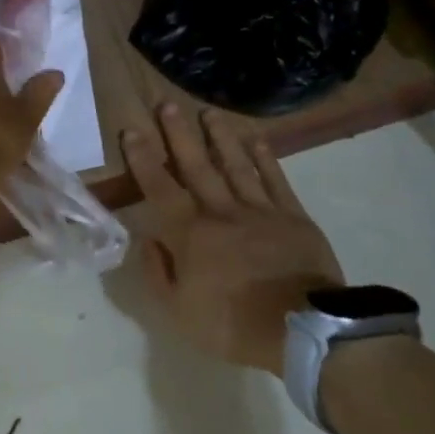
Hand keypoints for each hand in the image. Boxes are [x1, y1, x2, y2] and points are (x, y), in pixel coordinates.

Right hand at [123, 102, 342, 373]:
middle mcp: (221, 211)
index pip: (160, 188)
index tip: (132, 131)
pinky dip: (265, 158)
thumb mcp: (179, 313)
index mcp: (190, 234)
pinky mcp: (292, 216)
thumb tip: (148, 240)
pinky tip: (256, 139)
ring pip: (235, 165)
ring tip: (208, 112)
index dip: (144, 159)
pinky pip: (275, 180)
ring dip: (220, 137)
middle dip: (179, 134)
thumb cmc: (233, 324)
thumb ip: (159, 273)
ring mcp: (259, 210)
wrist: (302, 330)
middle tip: (167, 104)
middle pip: (196, 166)